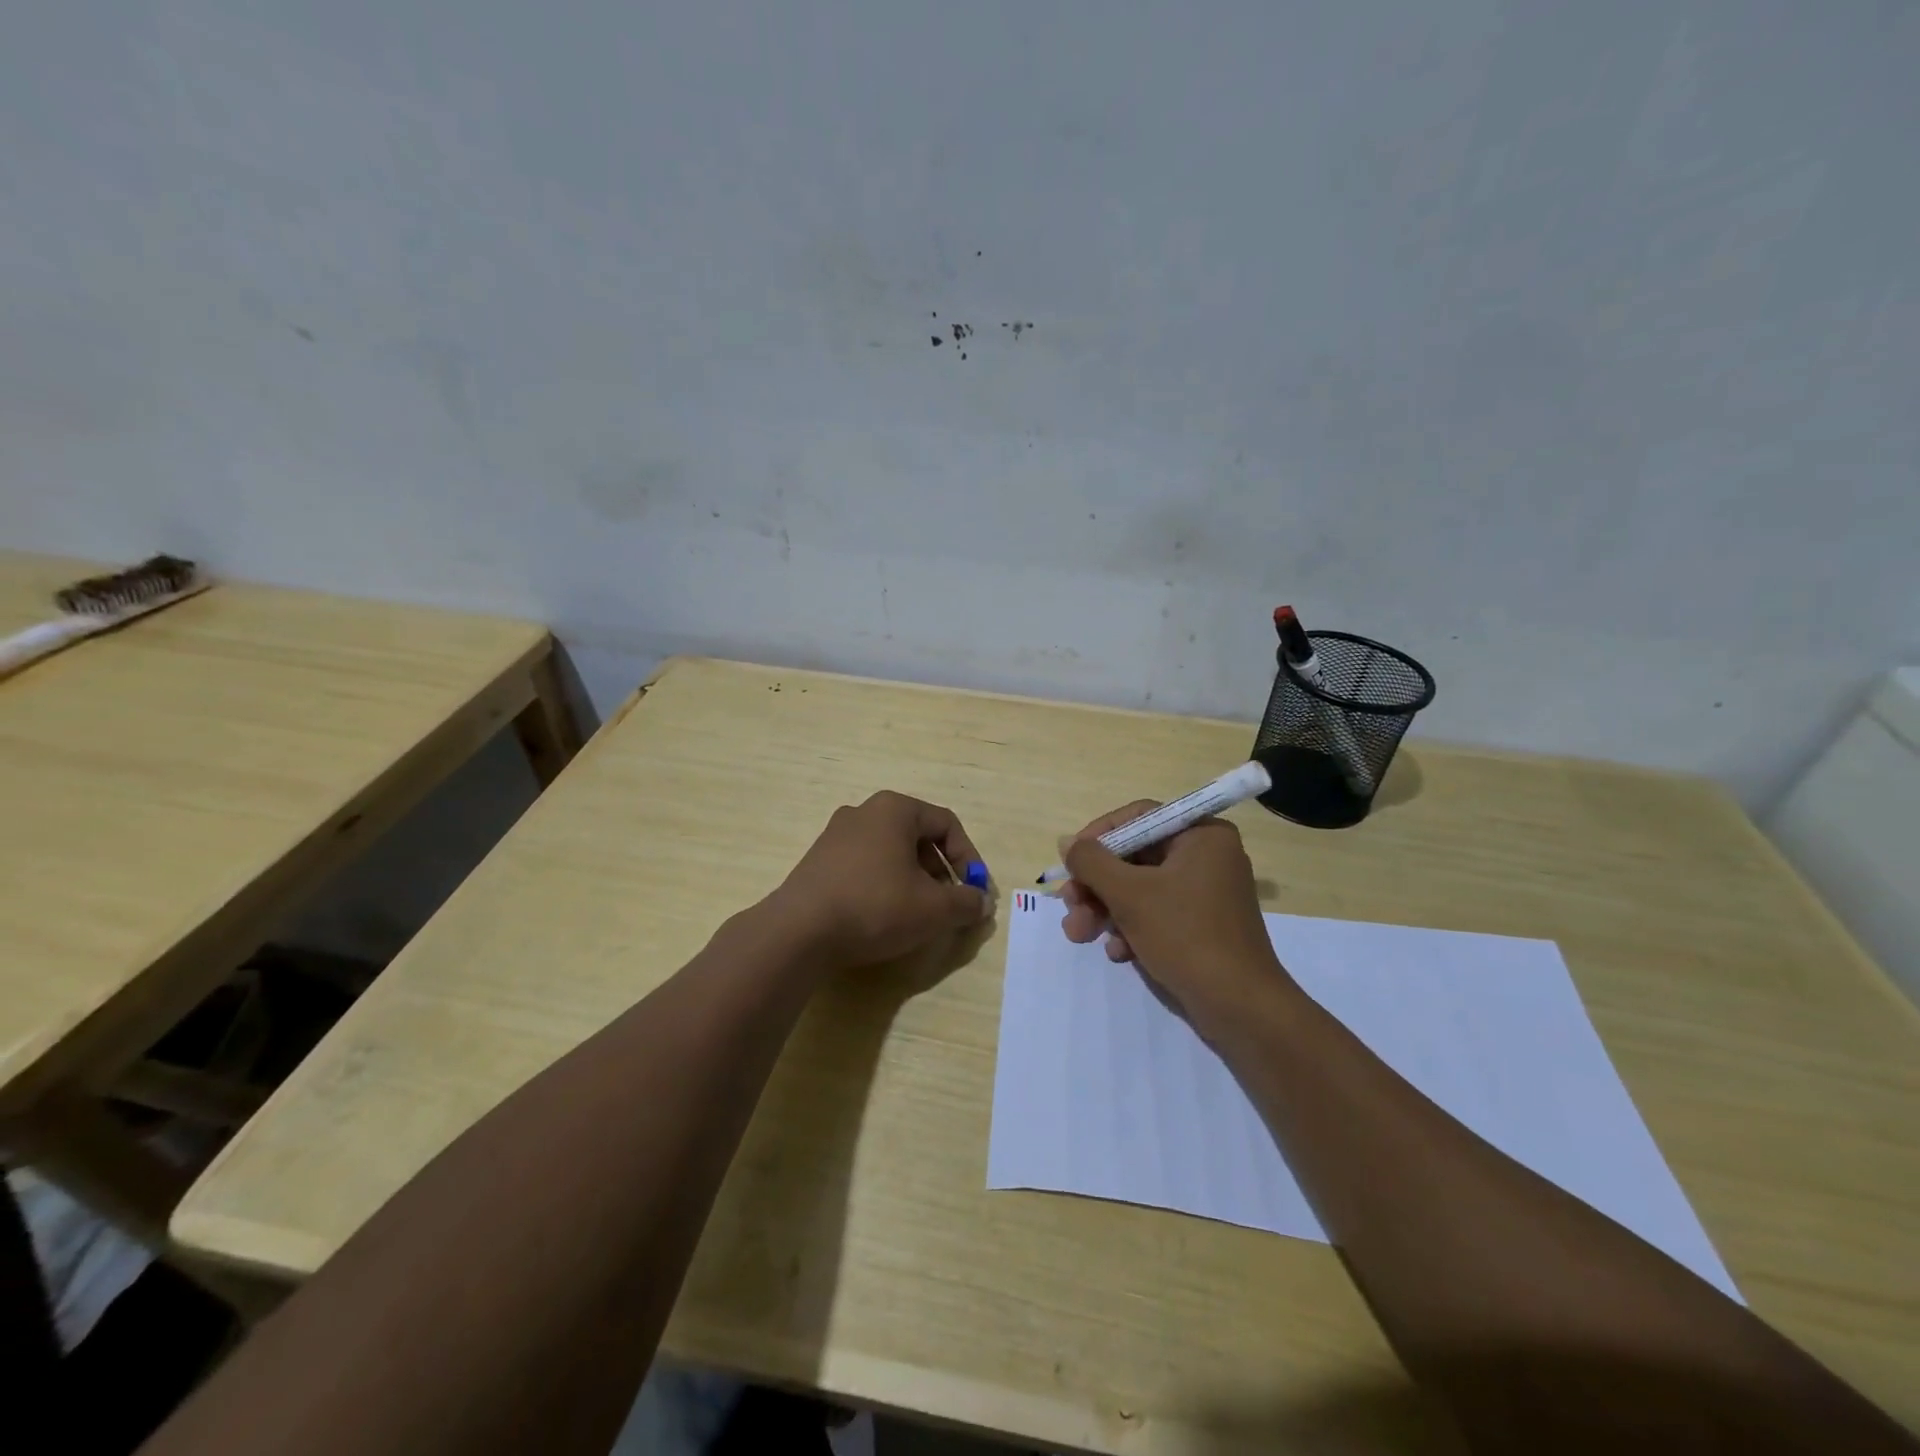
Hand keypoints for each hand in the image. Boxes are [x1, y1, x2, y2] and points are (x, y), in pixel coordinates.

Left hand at [769, 791, 991, 967]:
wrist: (799, 931)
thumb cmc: (875, 906)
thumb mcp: (933, 909)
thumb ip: (966, 902)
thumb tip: (981, 902)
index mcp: (894, 809)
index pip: (947, 824)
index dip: (969, 858)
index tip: (975, 892)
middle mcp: (864, 811)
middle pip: (918, 836)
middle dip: (941, 871)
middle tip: (948, 904)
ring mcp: (836, 835)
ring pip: (890, 852)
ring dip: (913, 880)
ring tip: (917, 914)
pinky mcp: (818, 860)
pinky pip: (864, 865)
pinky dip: (884, 884)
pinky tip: (882, 916)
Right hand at [1061, 801, 1288, 1034]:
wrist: (1239, 1007)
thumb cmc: (1185, 935)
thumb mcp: (1129, 894)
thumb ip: (1091, 862)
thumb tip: (1066, 841)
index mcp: (1201, 835)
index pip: (1138, 817)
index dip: (1098, 837)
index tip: (1070, 861)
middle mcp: (1207, 856)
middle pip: (1134, 856)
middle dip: (1096, 885)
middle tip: (1069, 906)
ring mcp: (1205, 893)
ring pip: (1140, 888)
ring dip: (1105, 910)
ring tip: (1080, 935)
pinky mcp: (1201, 925)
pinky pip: (1156, 913)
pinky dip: (1131, 928)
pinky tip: (1118, 952)